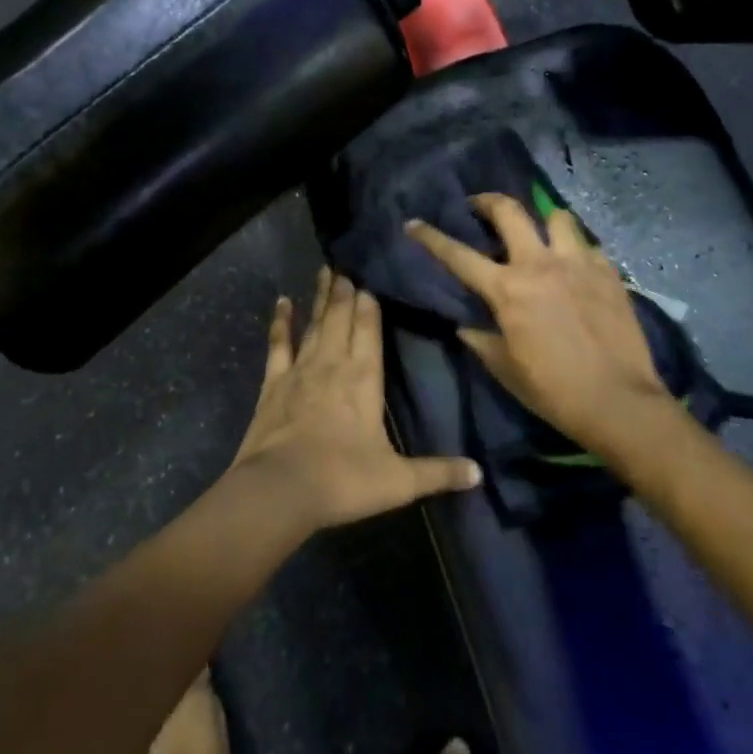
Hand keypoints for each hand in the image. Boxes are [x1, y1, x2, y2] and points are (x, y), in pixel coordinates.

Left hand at [232, 269, 481, 528]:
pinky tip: (282, 302)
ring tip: (326, 271)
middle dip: (346, 291)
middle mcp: (333, 363)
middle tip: (347, 265)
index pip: (369, 329)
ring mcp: (301, 369)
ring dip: (321, 297)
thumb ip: (438, 472)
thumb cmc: (344, 480)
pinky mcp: (273, 382)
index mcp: (364, 378)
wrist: (281, 488)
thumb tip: (478, 472)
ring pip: (315, 323)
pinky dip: (281, 322)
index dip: (370, 303)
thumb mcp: (399, 482)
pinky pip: (278, 343)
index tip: (370, 280)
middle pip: (341, 317)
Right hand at [405, 196, 670, 451]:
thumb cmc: (554, 391)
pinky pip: (588, 245)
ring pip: (557, 216)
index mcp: (507, 290)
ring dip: (543, 221)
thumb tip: (465, 325)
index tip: (414, 223)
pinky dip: (576, 250)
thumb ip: (480, 340)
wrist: (620, 402)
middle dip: (487, 201)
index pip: (458, 255)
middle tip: (478, 206)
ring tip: (540, 234)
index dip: (431, 236)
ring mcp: (578, 263)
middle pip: (509, 211)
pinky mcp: (609, 271)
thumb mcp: (506, 369)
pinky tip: (576, 267)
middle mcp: (540, 264)